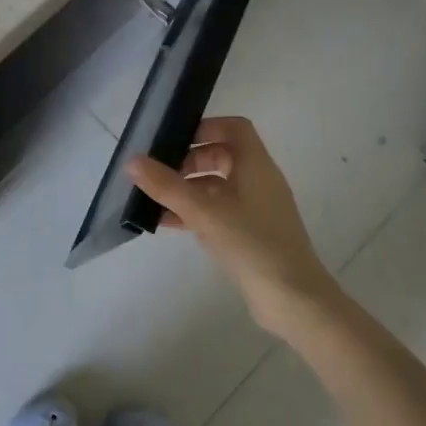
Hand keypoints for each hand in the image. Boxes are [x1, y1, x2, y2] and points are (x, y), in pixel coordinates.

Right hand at [127, 117, 340, 335]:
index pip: (234, 128)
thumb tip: (133, 161)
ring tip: (156, 200)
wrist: (292, 298)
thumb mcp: (203, 211)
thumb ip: (166, 185)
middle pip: (223, 156)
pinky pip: (220, 212)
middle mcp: (259, 181)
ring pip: (218, 187)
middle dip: (190, 161)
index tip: (175, 140)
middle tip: (160, 173)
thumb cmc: (251, 243)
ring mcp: (258, 209)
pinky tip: (169, 224)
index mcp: (256, 165)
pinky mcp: (253, 234)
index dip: (205, 127)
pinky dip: (196, 212)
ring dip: (189, 189)